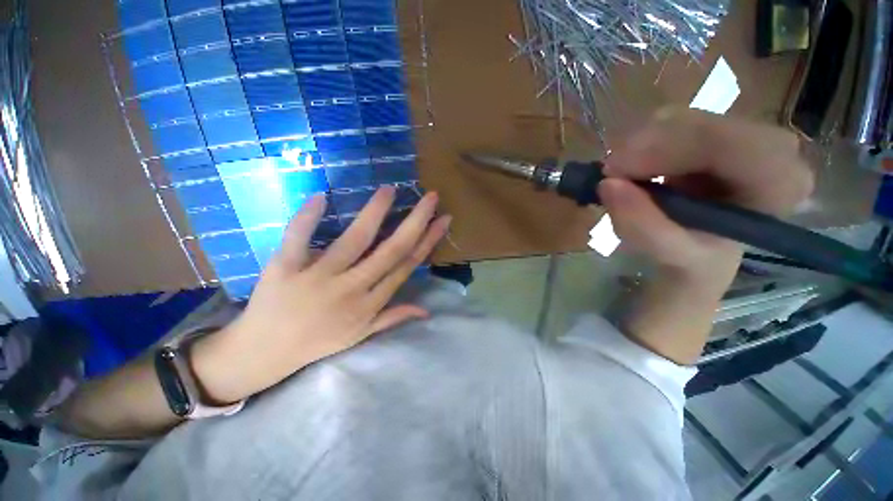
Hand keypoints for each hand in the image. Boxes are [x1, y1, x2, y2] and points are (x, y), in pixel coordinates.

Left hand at [193, 187, 450, 402]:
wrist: (264, 353)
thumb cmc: (318, 341)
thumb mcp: (361, 334)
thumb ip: (394, 317)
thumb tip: (426, 310)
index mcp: (370, 303)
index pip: (406, 265)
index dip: (428, 241)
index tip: (442, 220)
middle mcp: (351, 288)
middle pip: (391, 250)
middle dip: (415, 221)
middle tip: (430, 197)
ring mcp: (318, 277)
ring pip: (355, 240)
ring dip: (374, 212)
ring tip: (390, 190)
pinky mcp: (285, 268)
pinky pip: (298, 238)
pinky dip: (308, 217)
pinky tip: (321, 195)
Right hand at [600, 109, 813, 363]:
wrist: (690, 263)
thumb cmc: (690, 273)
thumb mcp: (672, 261)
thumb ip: (643, 224)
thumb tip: (608, 184)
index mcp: (774, 191)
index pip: (741, 145)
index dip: (675, 149)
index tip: (618, 170)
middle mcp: (768, 157)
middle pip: (707, 121)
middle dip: (650, 142)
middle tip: (609, 172)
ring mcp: (737, 144)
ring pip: (684, 117)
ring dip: (641, 142)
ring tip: (619, 174)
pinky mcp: (707, 142)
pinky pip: (671, 125)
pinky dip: (641, 141)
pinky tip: (632, 166)